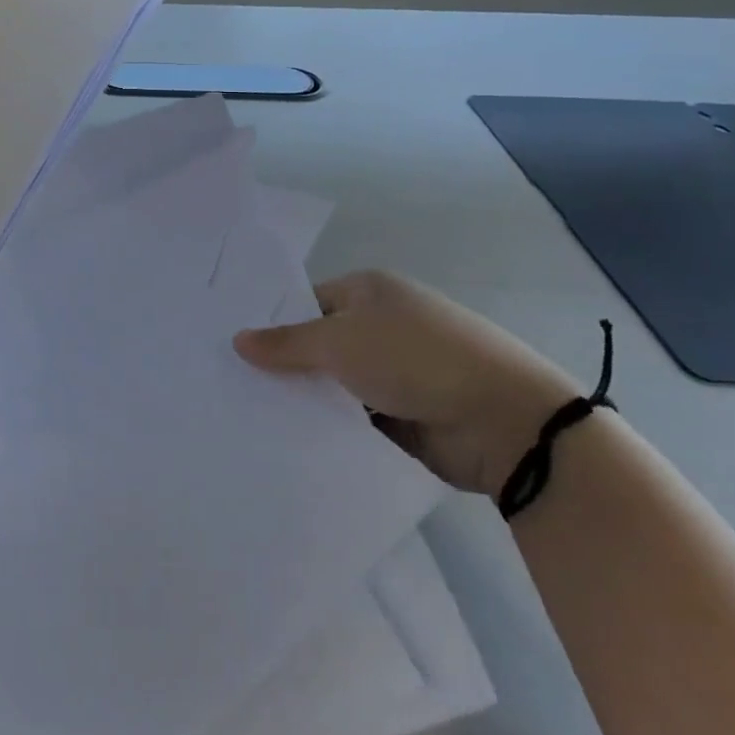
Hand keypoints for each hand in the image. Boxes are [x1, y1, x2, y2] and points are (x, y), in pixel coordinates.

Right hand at [234, 271, 580, 495]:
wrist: (504, 421)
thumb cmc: (416, 358)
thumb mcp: (341, 342)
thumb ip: (287, 344)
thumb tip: (238, 340)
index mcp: (370, 292)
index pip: (308, 303)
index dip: (273, 324)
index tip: (234, 349)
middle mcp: (381, 327)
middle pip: (319, 345)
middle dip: (285, 367)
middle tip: (230, 386)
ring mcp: (395, 373)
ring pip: (335, 385)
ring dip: (307, 401)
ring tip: (249, 418)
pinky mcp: (404, 415)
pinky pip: (354, 418)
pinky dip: (331, 428)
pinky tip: (288, 442)